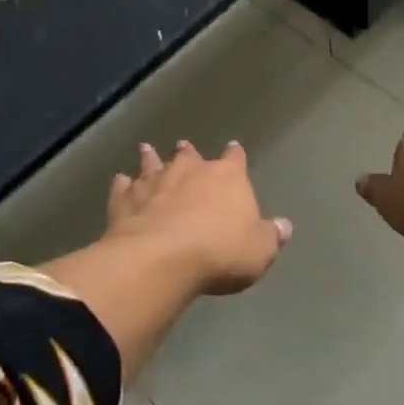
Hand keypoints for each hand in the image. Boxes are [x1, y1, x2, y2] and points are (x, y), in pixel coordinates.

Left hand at [105, 140, 292, 294]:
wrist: (162, 258)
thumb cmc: (220, 252)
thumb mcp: (259, 250)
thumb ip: (270, 235)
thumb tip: (284, 226)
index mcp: (227, 177)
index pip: (235, 159)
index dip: (235, 155)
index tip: (234, 148)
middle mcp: (190, 171)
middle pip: (189, 156)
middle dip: (188, 152)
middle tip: (184, 146)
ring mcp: (154, 183)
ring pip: (152, 164)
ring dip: (150, 158)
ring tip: (146, 149)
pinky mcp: (125, 201)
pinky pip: (123, 188)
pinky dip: (122, 184)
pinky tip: (119, 181)